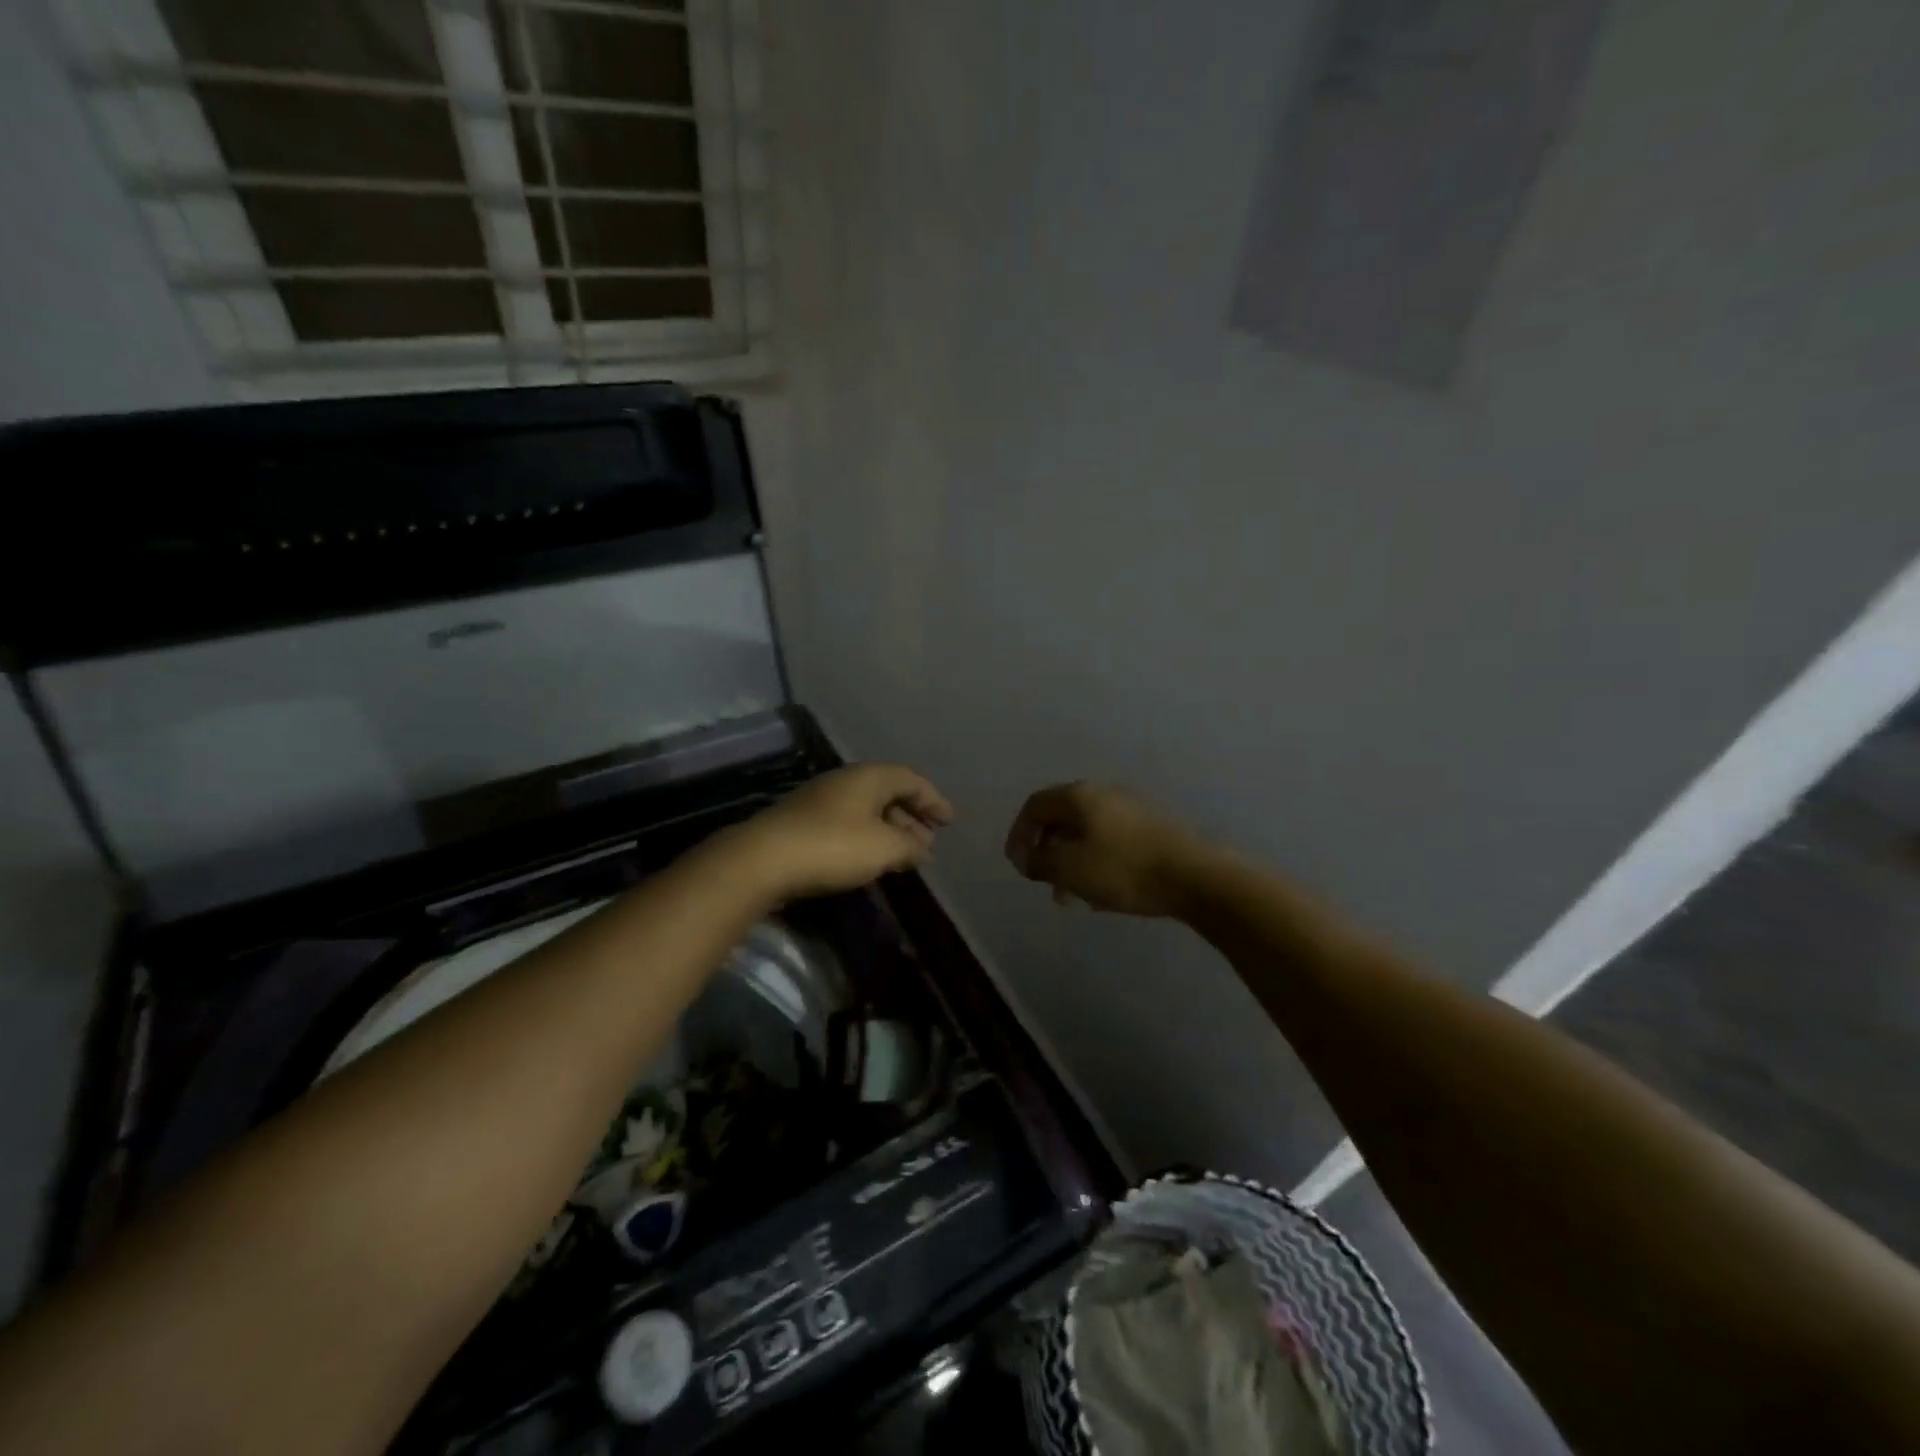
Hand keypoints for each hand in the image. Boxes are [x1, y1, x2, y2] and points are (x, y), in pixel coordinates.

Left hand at [721, 764, 953, 903]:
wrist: (762, 860)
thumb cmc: (833, 846)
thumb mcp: (884, 848)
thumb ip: (910, 847)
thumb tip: (923, 850)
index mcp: (868, 777)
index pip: (910, 780)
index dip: (932, 799)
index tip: (948, 821)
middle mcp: (845, 781)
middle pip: (888, 793)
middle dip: (911, 818)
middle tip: (927, 843)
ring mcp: (820, 801)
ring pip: (866, 811)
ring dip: (889, 831)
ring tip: (903, 856)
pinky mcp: (803, 823)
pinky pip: (847, 824)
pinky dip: (867, 839)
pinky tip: (870, 861)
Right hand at [1004, 782, 1215, 917]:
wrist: (1195, 877)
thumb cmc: (1123, 869)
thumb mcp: (1069, 868)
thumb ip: (1038, 860)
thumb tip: (1025, 857)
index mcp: (1080, 796)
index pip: (1035, 805)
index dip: (1019, 833)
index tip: (1018, 865)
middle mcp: (1104, 795)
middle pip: (1062, 819)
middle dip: (1047, 852)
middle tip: (1044, 883)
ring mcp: (1131, 811)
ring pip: (1087, 835)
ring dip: (1071, 864)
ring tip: (1072, 898)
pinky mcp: (1152, 831)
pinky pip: (1111, 845)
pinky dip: (1096, 866)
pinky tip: (1101, 897)